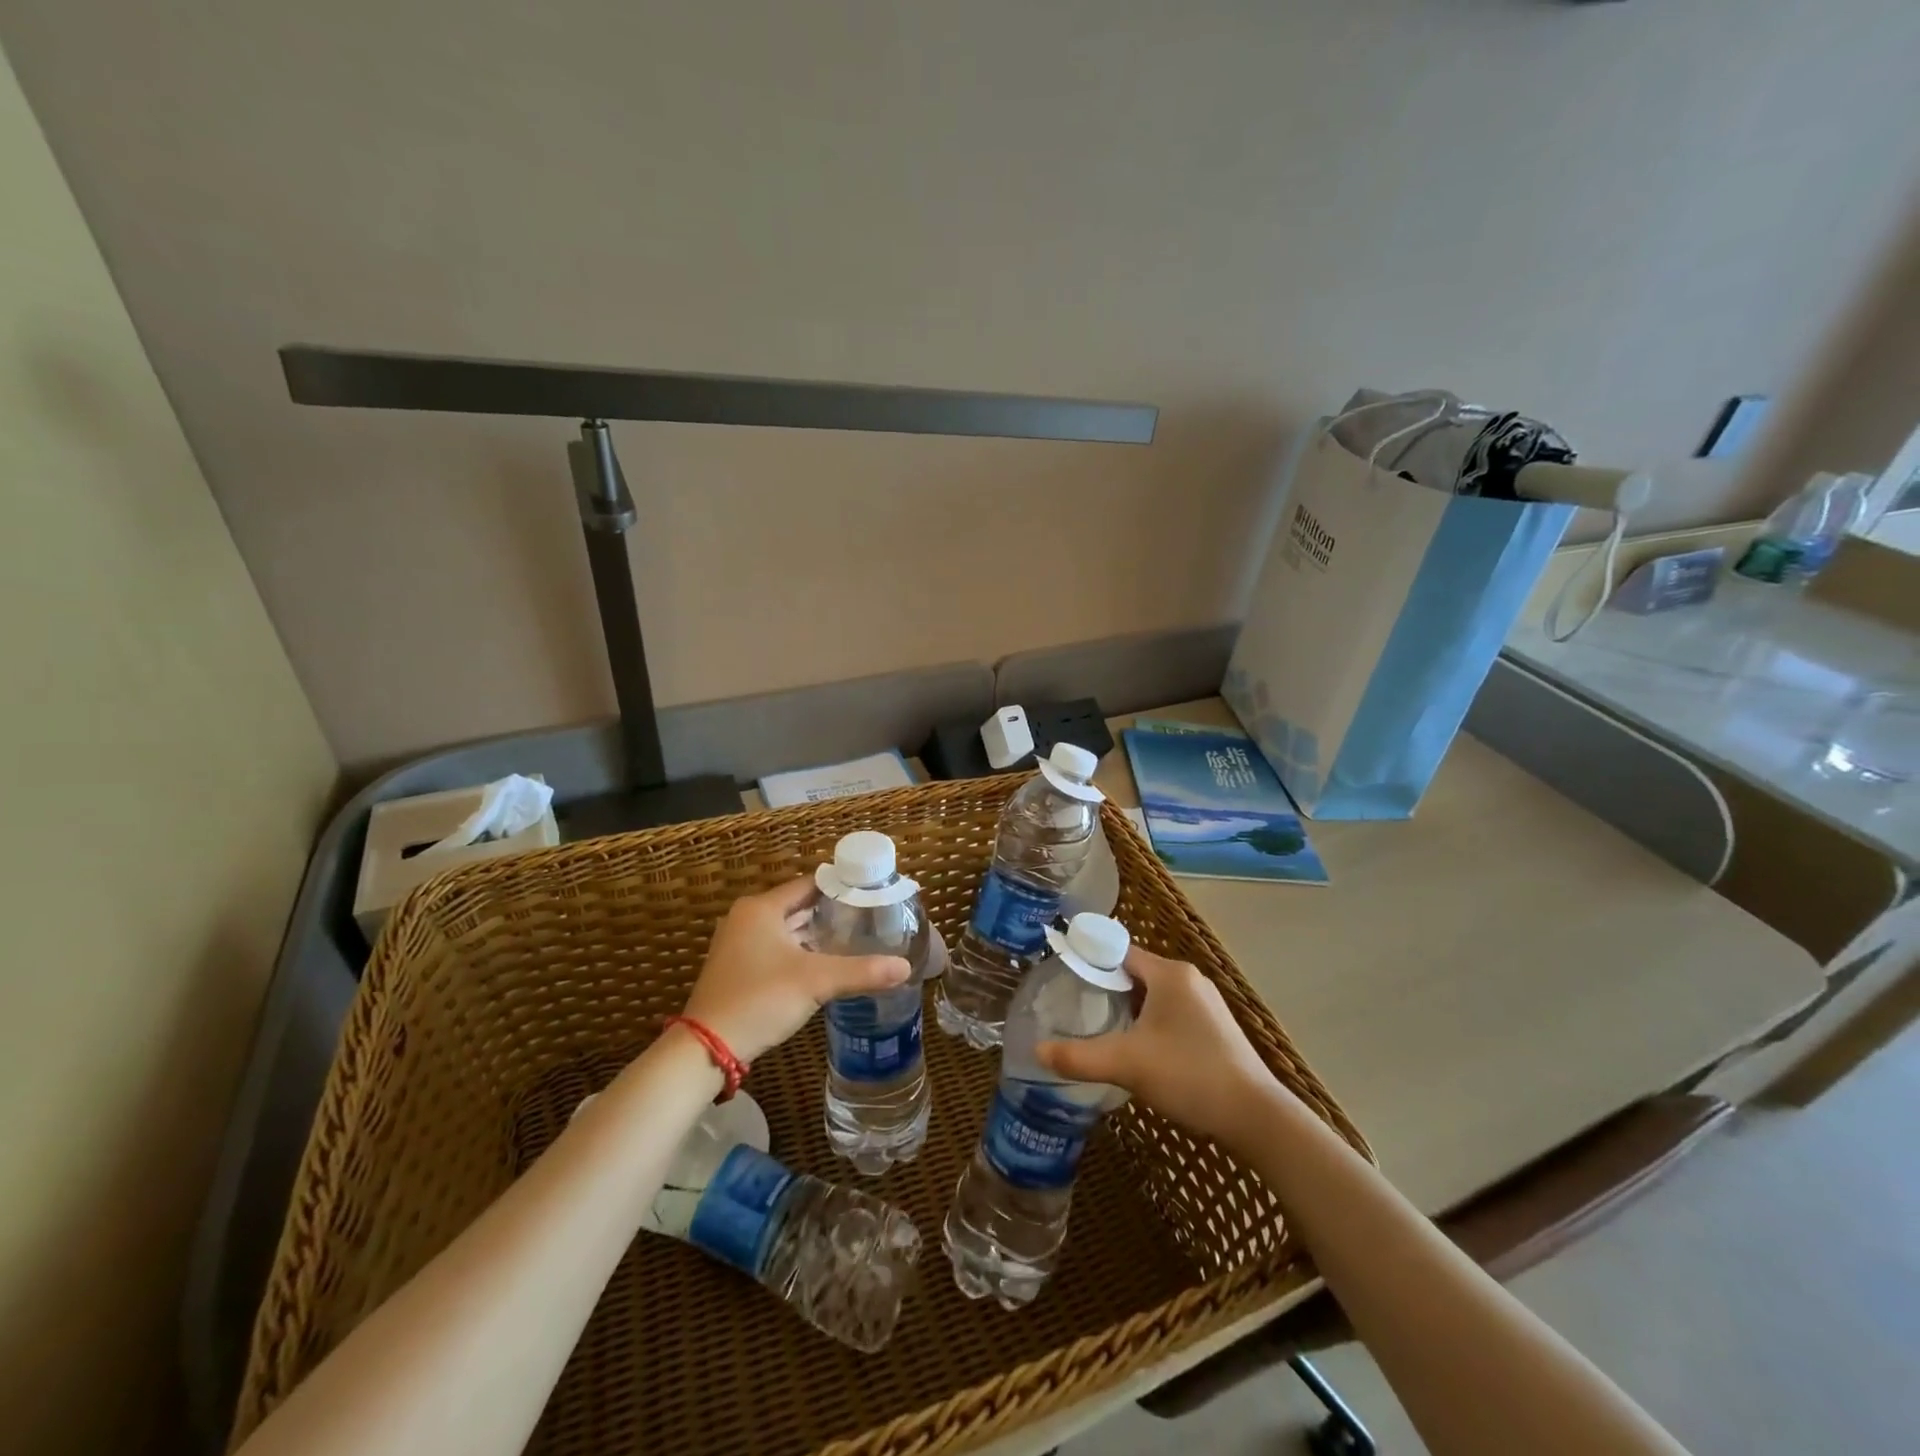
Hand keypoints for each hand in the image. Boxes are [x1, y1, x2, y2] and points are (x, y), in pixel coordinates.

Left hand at [681, 878, 909, 1061]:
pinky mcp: (737, 967)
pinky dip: (800, 952)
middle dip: (832, 914)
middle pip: (798, 906)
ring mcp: (739, 943)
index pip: (809, 884)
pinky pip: (776, 948)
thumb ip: (862, 971)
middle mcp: (747, 918)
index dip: (841, 888)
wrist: (707, 1048)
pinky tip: (825, 965)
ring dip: (816, 935)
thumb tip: (905, 967)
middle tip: (869, 919)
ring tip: (855, 939)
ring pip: (787, 929)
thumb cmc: (760, 999)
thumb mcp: (816, 982)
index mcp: (761, 908)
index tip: (871, 895)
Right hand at [1036, 947, 1287, 1150]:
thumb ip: (1079, 1056)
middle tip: (1072, 1006)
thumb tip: (1037, 1051)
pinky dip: (1147, 1021)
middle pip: (1134, 972)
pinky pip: (1169, 1012)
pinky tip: (1135, 1047)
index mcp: (1169, 974)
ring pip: (1152, 994)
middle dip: (1104, 987)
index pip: (1118, 951)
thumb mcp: (1127, 1064)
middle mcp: (1188, 979)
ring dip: (1126, 1007)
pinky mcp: (1213, 1027)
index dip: (1088, 960)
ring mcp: (1205, 1003)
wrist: (1255, 1116)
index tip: (1061, 975)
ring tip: (1097, 1027)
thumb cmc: (1189, 1075)